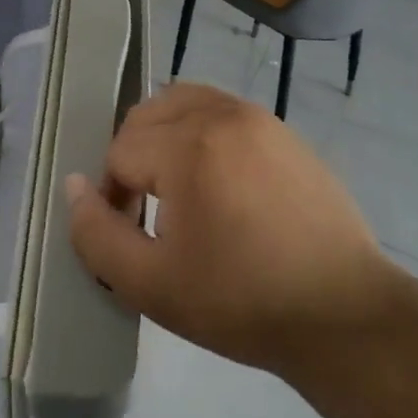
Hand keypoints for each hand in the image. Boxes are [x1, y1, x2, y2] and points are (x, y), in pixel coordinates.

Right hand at [65, 83, 397, 378]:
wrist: (343, 314)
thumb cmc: (241, 302)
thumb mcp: (150, 284)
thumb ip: (96, 234)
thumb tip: (74, 187)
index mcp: (188, 145)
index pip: (120, 151)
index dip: (111, 195)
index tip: (129, 234)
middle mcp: (223, 115)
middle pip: (149, 114)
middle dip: (133, 156)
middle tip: (146, 209)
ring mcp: (261, 119)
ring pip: (187, 102)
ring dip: (166, 136)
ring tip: (177, 189)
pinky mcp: (287, 133)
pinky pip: (225, 114)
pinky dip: (204, 134)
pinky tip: (221, 185)